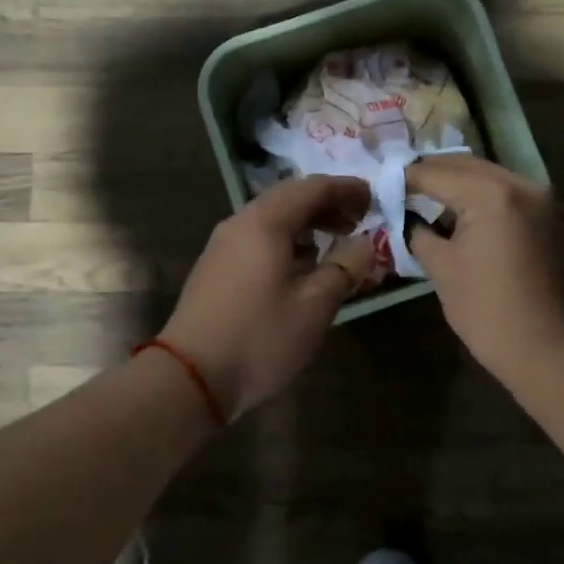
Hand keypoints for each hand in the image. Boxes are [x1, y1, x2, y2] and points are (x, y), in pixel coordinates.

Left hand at [160, 177, 376, 417]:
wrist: (190, 376)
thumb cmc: (260, 337)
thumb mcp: (315, 306)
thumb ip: (344, 267)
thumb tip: (365, 242)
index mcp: (265, 222)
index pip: (312, 187)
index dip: (345, 188)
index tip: (373, 198)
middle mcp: (240, 223)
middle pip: (289, 198)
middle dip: (326, 204)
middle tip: (358, 220)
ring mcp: (222, 245)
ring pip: (271, 218)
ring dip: (306, 223)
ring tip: (335, 241)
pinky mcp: (215, 268)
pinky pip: (257, 238)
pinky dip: (286, 240)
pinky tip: (301, 265)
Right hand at [405, 156, 563, 385]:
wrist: (549, 350)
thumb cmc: (488, 311)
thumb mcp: (441, 268)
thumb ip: (417, 232)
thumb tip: (404, 218)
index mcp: (490, 194)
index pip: (434, 173)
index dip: (402, 179)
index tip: (378, 186)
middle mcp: (518, 183)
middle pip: (462, 165)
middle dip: (428, 175)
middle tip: (396, 189)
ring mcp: (538, 198)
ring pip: (484, 175)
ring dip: (453, 183)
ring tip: (420, 199)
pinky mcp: (546, 215)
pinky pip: (503, 192)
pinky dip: (476, 195)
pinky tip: (454, 213)